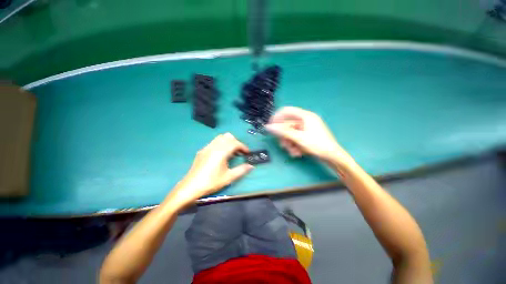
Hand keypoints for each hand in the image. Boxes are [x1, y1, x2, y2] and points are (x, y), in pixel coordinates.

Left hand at [169, 133, 253, 204]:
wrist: (191, 187)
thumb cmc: (211, 182)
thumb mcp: (228, 177)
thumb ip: (241, 170)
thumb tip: (251, 166)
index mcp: (221, 152)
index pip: (235, 143)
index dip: (243, 146)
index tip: (247, 153)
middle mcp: (214, 146)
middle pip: (228, 137)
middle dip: (236, 142)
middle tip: (240, 152)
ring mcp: (207, 147)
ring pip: (220, 137)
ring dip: (228, 142)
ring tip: (232, 152)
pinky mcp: (202, 151)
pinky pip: (214, 142)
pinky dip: (221, 144)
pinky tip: (221, 154)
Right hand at [266, 107, 352, 165]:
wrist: (332, 157)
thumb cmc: (317, 145)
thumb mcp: (298, 138)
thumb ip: (283, 132)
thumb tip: (269, 127)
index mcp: (305, 116)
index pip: (286, 111)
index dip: (276, 117)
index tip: (270, 126)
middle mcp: (305, 120)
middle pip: (287, 125)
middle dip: (284, 137)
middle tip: (283, 145)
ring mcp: (306, 128)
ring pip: (291, 133)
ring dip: (289, 143)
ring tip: (293, 152)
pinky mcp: (307, 135)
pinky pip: (295, 138)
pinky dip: (294, 145)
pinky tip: (297, 153)